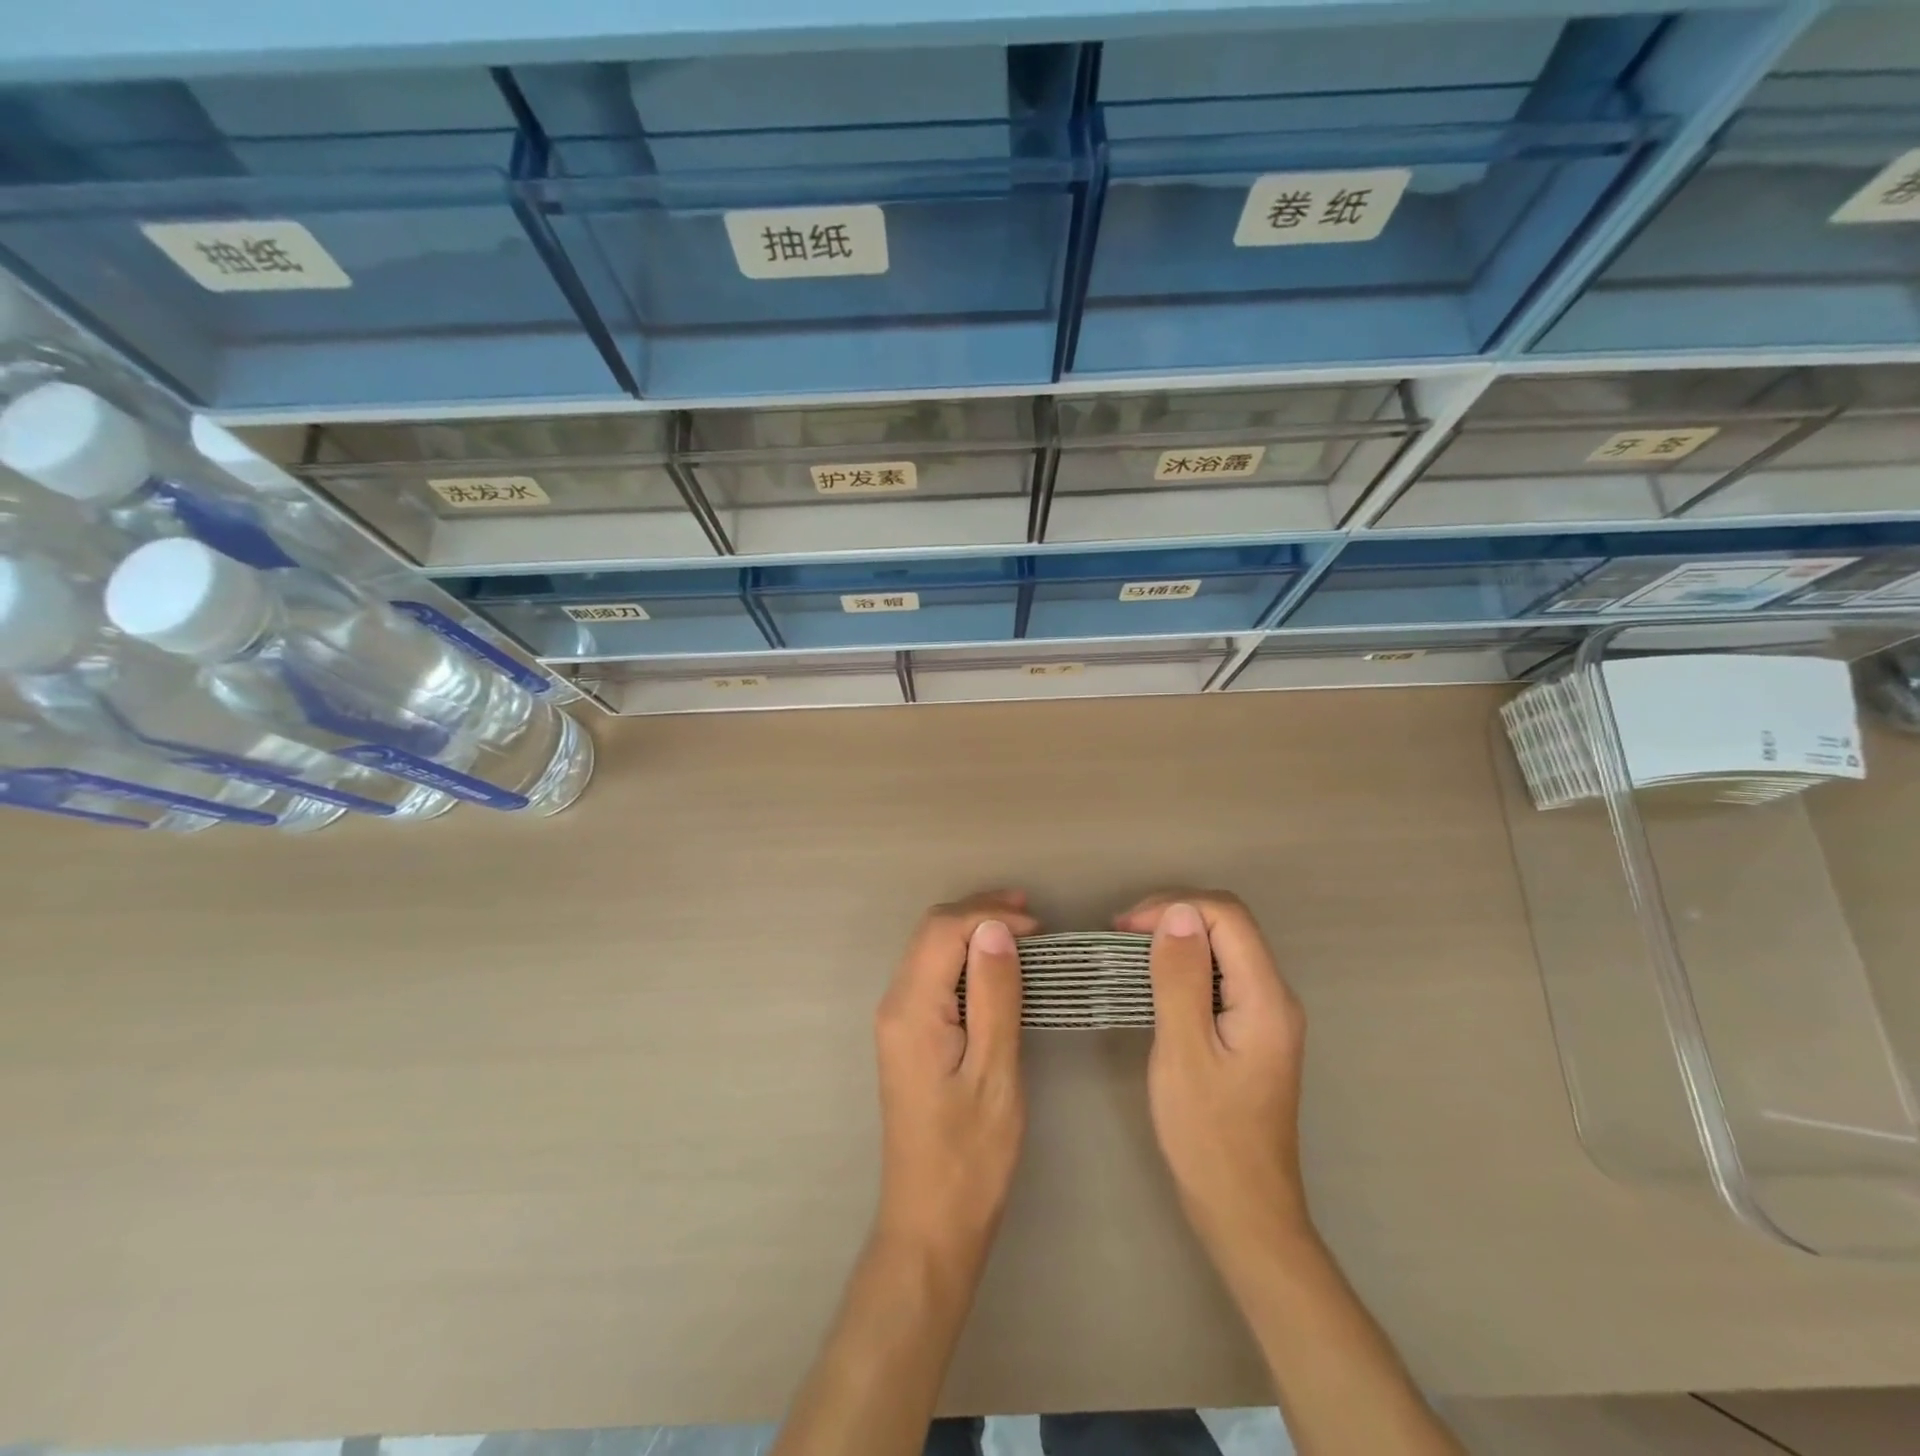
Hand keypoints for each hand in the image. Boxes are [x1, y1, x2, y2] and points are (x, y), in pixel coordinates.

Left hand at [873, 890, 1036, 1267]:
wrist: (931, 1222)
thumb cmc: (970, 1156)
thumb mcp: (994, 1074)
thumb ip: (993, 996)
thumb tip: (995, 929)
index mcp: (911, 1009)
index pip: (943, 930)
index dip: (989, 915)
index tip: (1038, 927)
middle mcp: (894, 1003)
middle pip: (931, 932)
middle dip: (980, 913)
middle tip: (1033, 916)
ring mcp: (896, 1019)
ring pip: (930, 949)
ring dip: (973, 930)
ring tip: (1022, 929)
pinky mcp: (908, 1034)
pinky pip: (933, 974)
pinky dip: (965, 957)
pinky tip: (996, 965)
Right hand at [1115, 892, 1311, 1272]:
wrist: (1244, 1212)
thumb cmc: (1208, 1136)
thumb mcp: (1184, 1052)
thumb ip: (1180, 978)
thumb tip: (1177, 912)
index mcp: (1266, 998)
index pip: (1228, 916)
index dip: (1175, 906)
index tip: (1124, 927)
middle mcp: (1275, 997)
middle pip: (1230, 925)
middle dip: (1174, 915)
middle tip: (1122, 935)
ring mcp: (1266, 1015)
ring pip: (1224, 948)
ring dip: (1177, 938)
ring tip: (1130, 952)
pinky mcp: (1251, 1031)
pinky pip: (1220, 975)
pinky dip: (1184, 965)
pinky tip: (1154, 981)